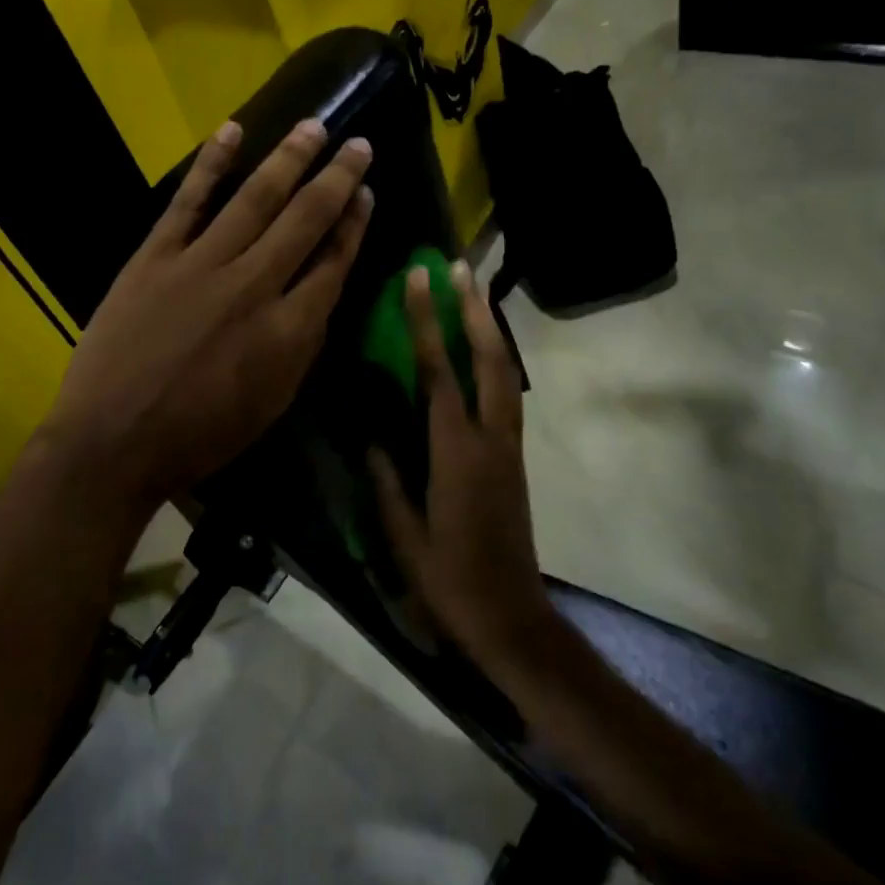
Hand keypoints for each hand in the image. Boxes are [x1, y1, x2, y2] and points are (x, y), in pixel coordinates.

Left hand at [37, 118, 372, 521]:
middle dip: (337, 179)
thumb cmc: (200, 435)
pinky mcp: (156, 256)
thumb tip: (318, 298)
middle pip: (306, 219)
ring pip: (256, 198)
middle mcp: (254, 285)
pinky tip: (232, 130)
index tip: (366, 195)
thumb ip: (301, 347)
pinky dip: (211, 163)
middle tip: (359, 144)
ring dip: (289, 158)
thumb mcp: (272, 403)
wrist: (114, 441)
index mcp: (289, 329)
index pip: (334, 263)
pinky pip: (188, 201)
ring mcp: (202, 264)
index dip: (354, 225)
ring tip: (315, 126)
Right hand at [370, 261, 553, 672]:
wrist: (511, 617)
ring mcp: (509, 446)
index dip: (429, 321)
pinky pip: (507, 394)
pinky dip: (497, 359)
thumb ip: (387, 481)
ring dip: (491, 328)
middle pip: (489, 359)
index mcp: (456, 453)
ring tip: (476, 291)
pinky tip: (484, 347)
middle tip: (460, 266)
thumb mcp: (404, 536)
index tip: (421, 278)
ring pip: (506, 373)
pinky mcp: (514, 457)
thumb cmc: (449, 581)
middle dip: (474, 309)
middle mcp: (490, 438)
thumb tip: (370, 437)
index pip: (440, 372)